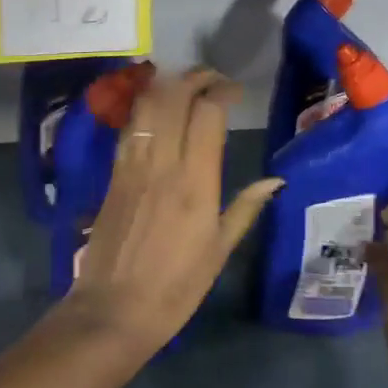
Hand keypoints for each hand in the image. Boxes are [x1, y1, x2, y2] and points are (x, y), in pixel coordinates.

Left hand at [68, 67, 279, 357]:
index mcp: (196, 182)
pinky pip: (130, 126)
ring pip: (147, 105)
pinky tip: (156, 108)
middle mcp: (163, 163)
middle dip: (195, 77)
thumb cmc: (175, 286)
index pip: (207, 114)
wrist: (112, 310)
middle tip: (213, 79)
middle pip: (174, 97)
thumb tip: (275, 180)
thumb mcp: (219, 251)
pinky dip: (145, 107)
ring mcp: (133, 164)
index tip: (234, 92)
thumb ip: (245, 208)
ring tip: (186, 85)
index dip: (222, 91)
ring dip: (168, 85)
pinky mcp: (114, 172)